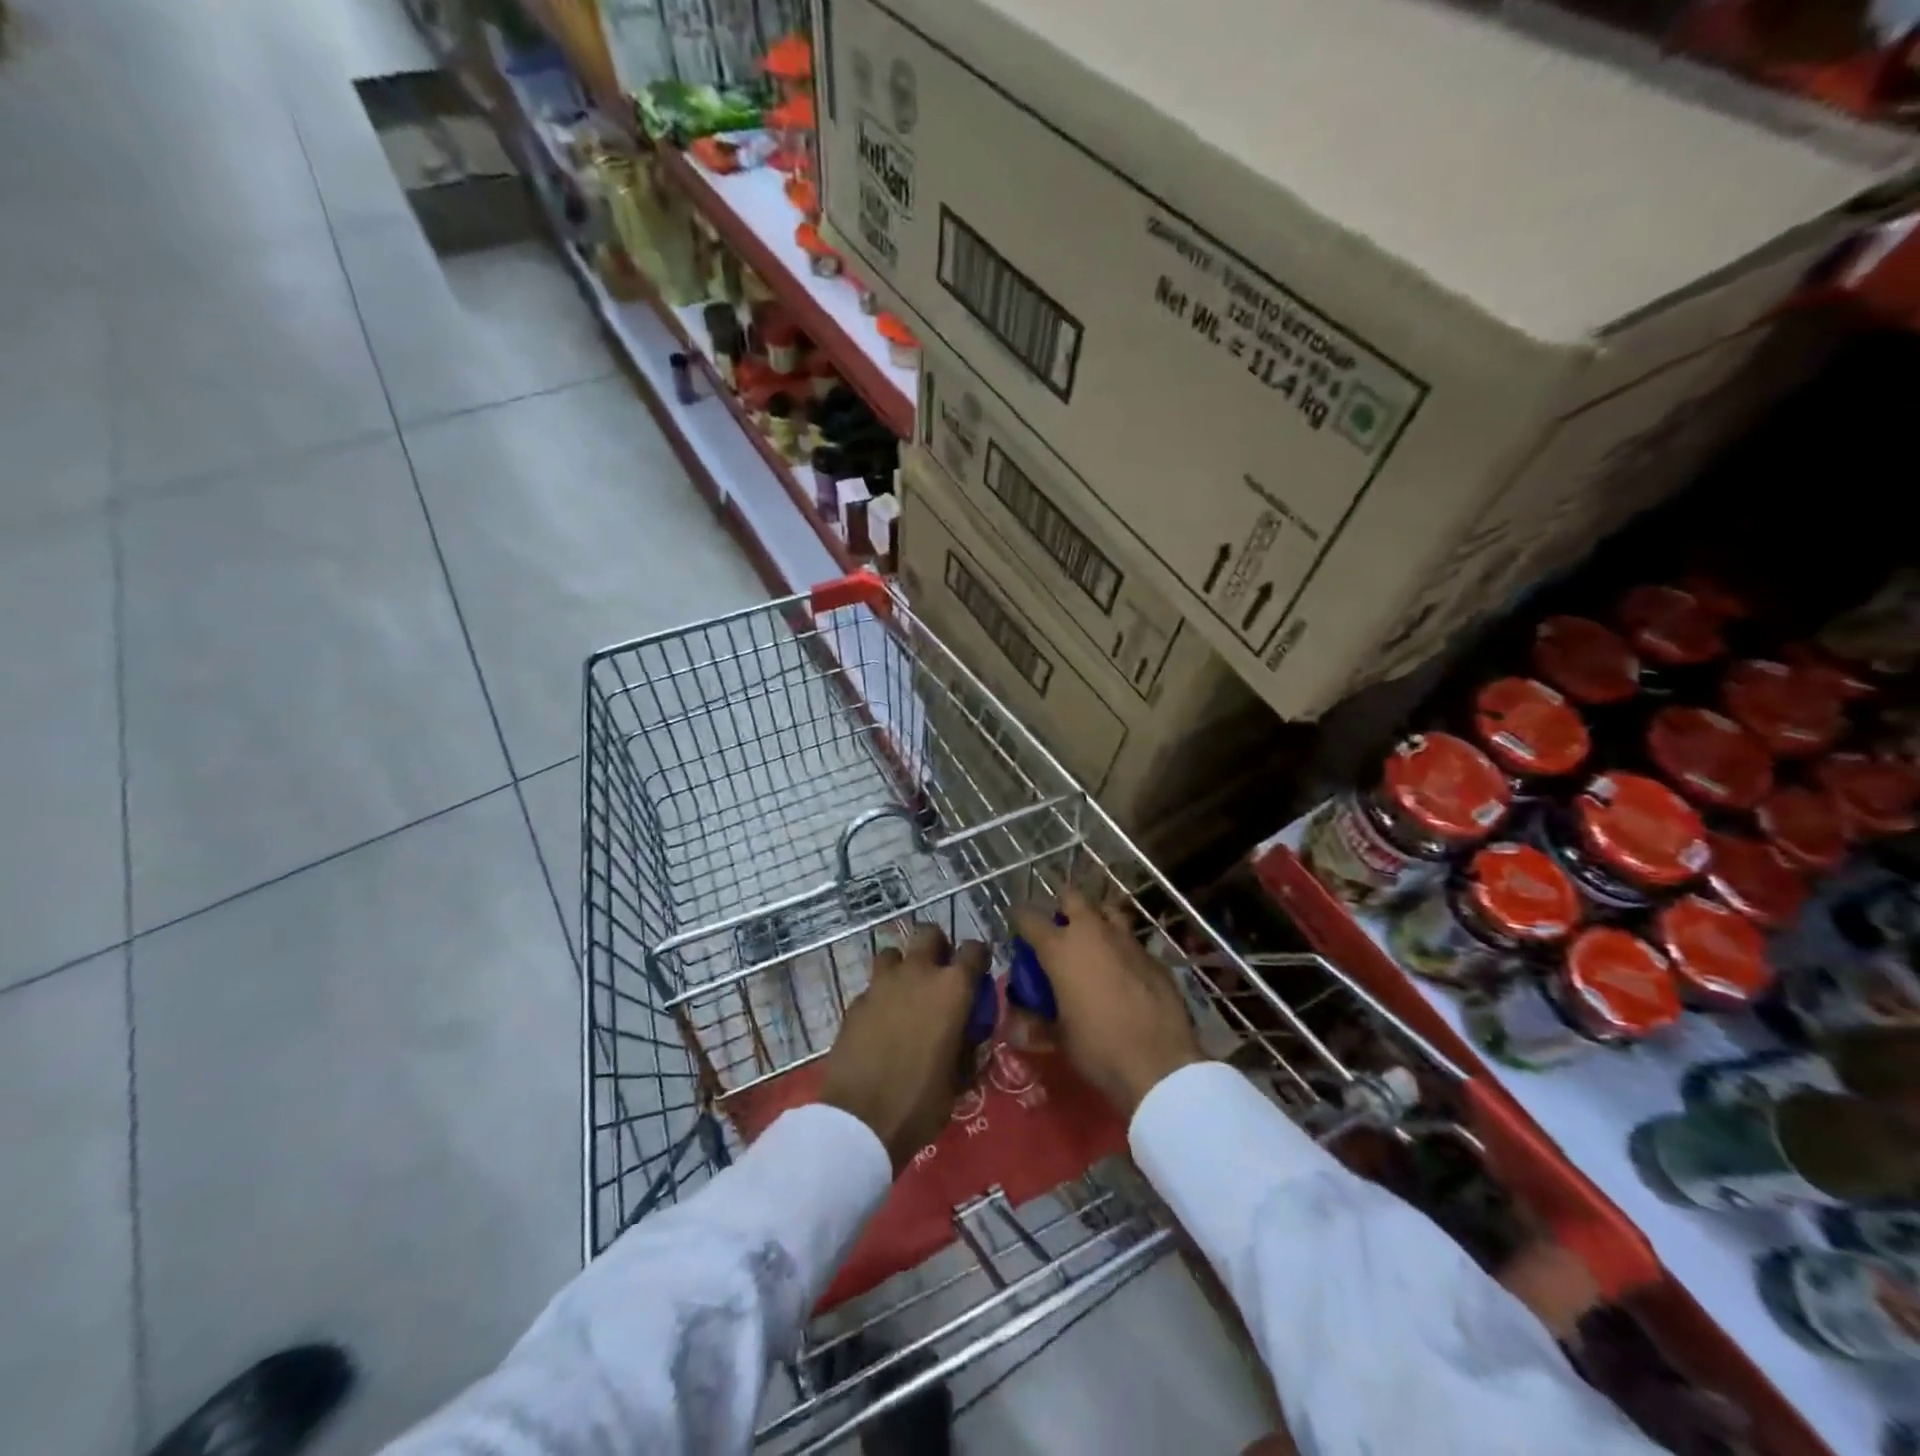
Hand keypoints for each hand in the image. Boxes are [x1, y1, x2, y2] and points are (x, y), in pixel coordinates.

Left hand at [819, 924, 988, 1171]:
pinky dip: (880, 995)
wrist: (860, 1120)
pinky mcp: (855, 1001)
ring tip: (905, 993)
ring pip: (894, 953)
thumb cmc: (921, 1102)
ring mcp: (881, 984)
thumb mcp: (960, 1079)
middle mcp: (918, 974)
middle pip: (929, 934)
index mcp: (952, 989)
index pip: (975, 949)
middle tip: (938, 973)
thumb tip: (968, 1034)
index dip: (978, 957)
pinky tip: (880, 1022)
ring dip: (903, 966)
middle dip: (937, 947)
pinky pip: (873, 985)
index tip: (978, 972)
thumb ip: (967, 1045)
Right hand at [1012, 889, 1202, 1115]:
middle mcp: (1092, 932)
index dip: (1018, 917)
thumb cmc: (1098, 1047)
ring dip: (1096, 919)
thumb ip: (1038, 1018)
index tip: (1015, 922)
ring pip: (1107, 911)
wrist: (1159, 1063)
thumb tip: (1020, 1018)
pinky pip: (1131, 940)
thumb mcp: (1059, 1036)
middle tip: (1059, 928)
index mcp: (1060, 949)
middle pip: (1072, 897)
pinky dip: (1121, 948)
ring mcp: (1126, 940)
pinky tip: (1124, 971)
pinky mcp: (1152, 955)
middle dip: (1062, 906)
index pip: (1028, 917)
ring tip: (1093, 941)